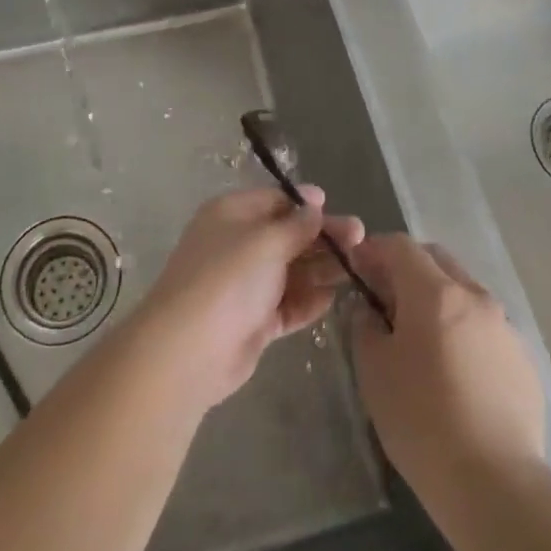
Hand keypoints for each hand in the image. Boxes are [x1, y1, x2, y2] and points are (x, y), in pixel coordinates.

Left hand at [138, 186, 364, 410]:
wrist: (190, 349)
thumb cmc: (228, 278)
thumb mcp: (266, 241)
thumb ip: (296, 225)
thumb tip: (315, 204)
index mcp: (232, 214)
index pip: (275, 201)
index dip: (306, 205)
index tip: (336, 208)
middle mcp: (238, 245)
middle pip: (287, 235)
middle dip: (323, 238)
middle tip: (361, 239)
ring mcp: (245, 285)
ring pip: (291, 271)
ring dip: (322, 269)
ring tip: (358, 269)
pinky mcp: (253, 321)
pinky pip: (287, 304)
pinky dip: (308, 301)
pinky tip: (334, 298)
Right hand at [349, 236, 545, 497]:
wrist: (496, 486)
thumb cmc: (422, 421)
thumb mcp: (374, 370)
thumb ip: (365, 326)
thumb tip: (368, 309)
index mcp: (435, 292)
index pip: (400, 246)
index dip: (374, 251)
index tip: (358, 271)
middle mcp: (474, 296)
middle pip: (436, 260)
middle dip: (407, 269)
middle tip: (386, 301)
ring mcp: (505, 327)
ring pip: (463, 292)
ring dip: (438, 299)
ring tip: (421, 341)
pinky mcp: (523, 360)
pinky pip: (485, 327)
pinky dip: (463, 331)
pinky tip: (455, 374)